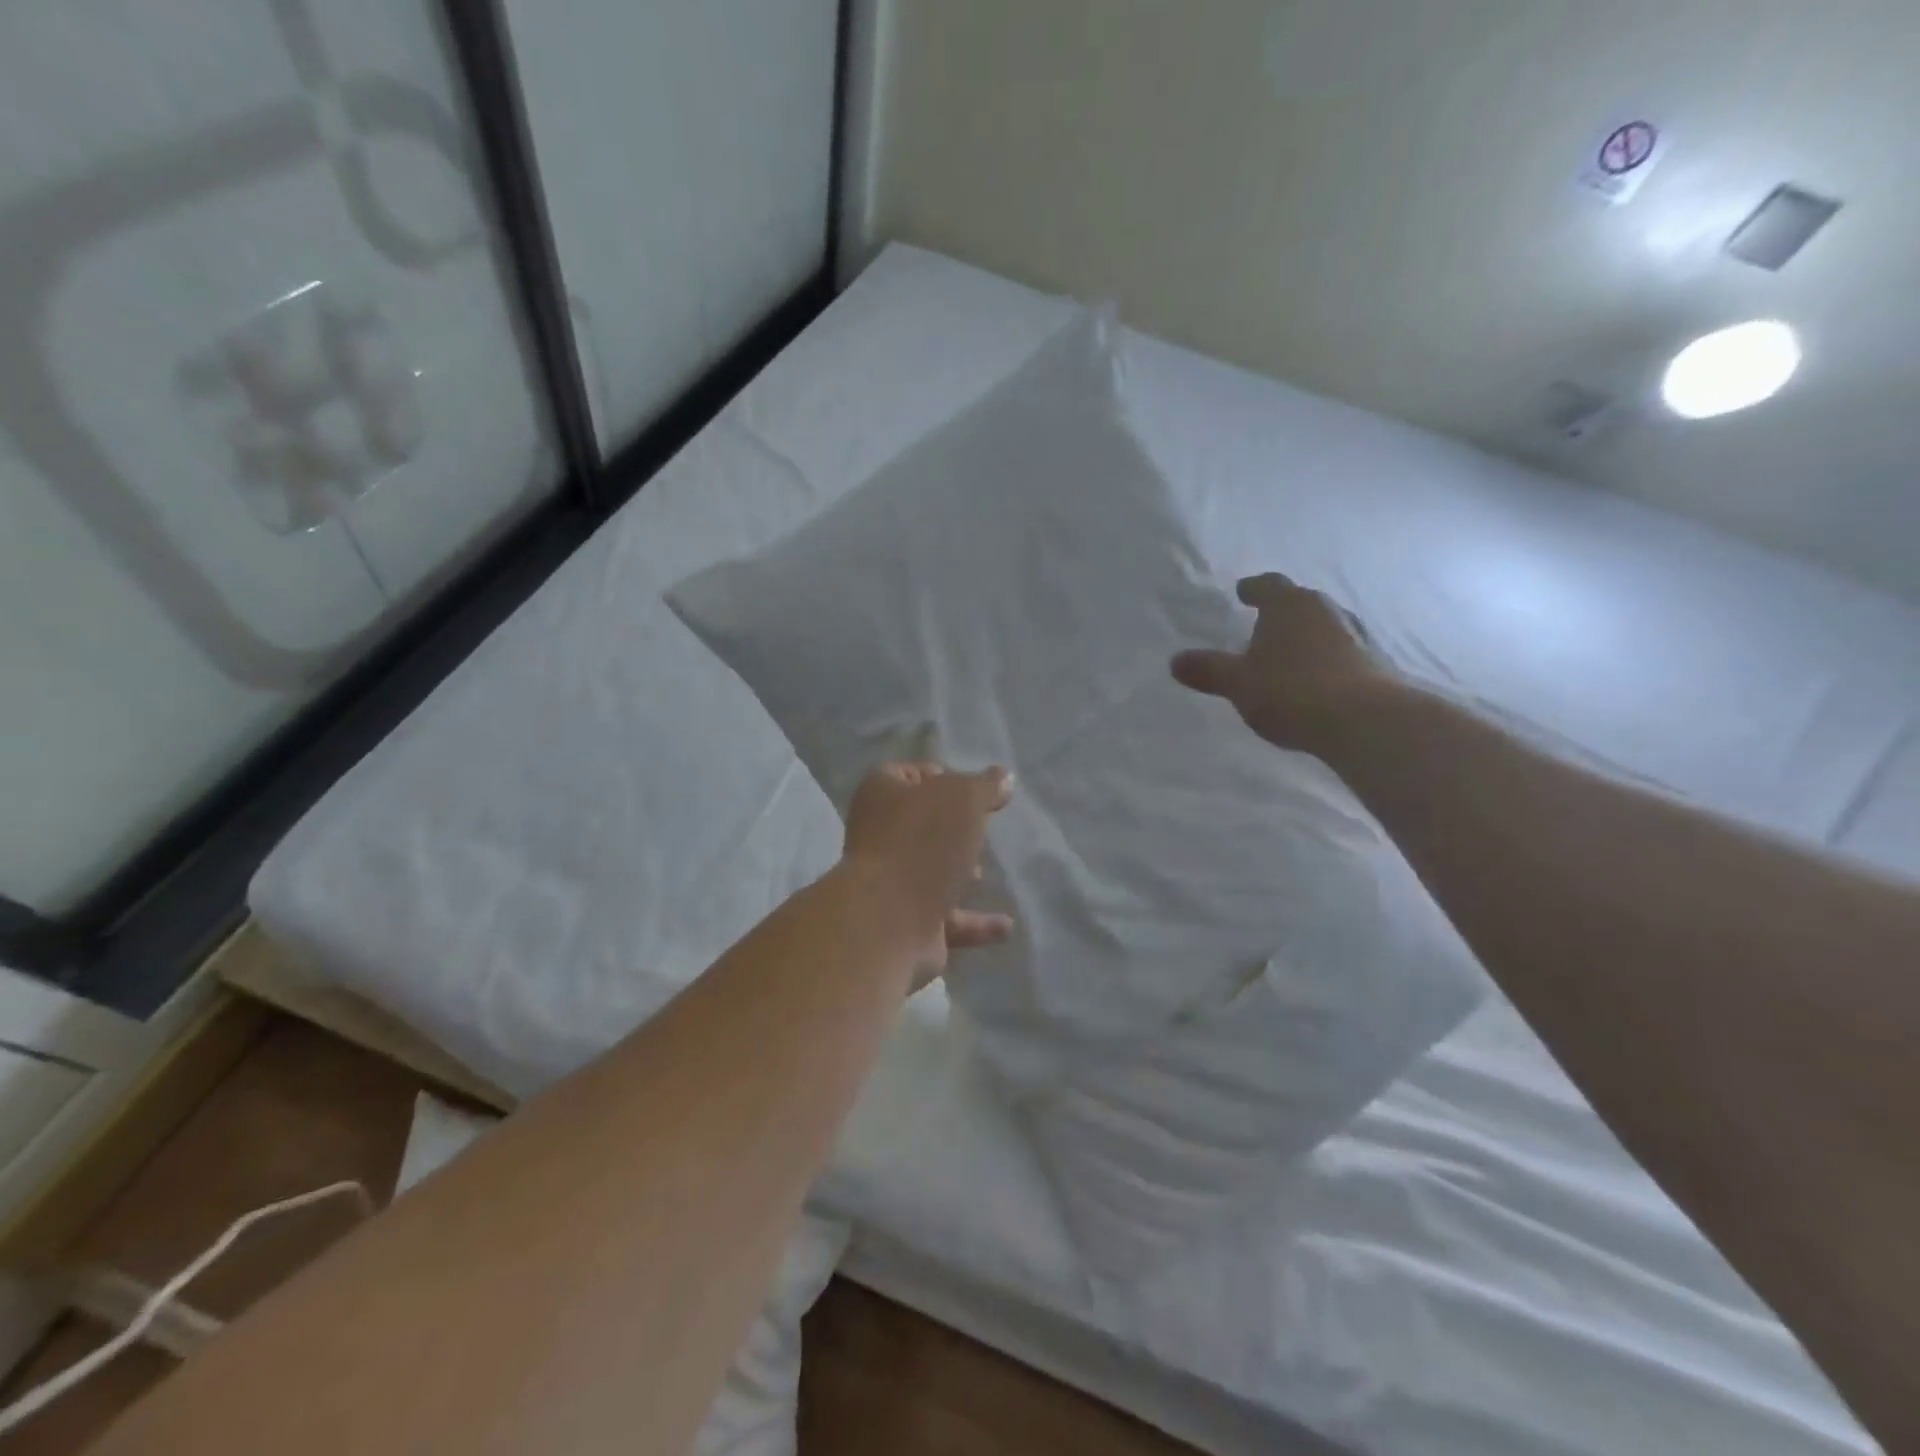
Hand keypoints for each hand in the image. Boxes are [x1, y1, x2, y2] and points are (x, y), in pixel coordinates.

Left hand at [842, 762, 1015, 981]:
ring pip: (930, 871)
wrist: (888, 922)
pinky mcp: (906, 925)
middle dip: (953, 828)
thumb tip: (1004, 778)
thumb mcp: (963, 798)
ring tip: (985, 873)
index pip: (909, 774)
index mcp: (881, 794)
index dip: (942, 777)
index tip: (975, 789)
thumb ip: (985, 786)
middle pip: (921, 824)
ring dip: (959, 873)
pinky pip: (947, 919)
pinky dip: (975, 922)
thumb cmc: (922, 843)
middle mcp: (879, 836)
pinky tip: (1005, 925)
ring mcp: (889, 883)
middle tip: (983, 828)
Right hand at [1171, 573, 1393, 755]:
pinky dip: (1324, 662)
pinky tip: (1314, 682)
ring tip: (1287, 655)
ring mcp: (1356, 636)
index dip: (1253, 589)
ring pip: (1323, 628)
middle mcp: (1326, 611)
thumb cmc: (1290, 690)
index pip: (1268, 585)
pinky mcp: (1375, 665)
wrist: (1364, 721)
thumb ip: (1208, 670)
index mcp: (1289, 605)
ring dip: (1305, 638)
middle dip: (1281, 613)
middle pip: (1300, 603)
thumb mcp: (1238, 683)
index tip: (1242, 592)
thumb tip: (1176, 660)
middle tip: (1262, 624)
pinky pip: (1340, 655)